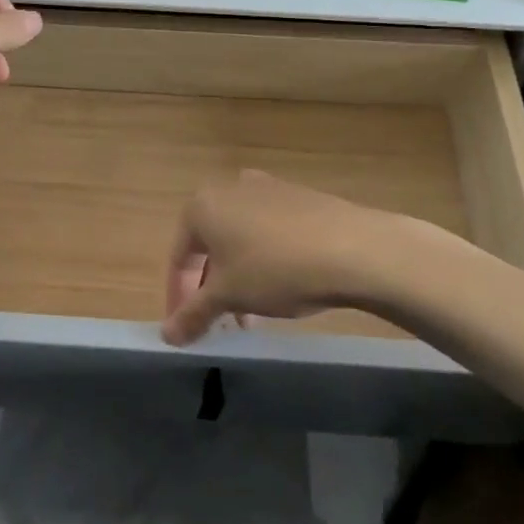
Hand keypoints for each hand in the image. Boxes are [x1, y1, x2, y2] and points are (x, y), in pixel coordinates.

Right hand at [161, 171, 422, 345]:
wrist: (355, 248)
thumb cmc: (275, 269)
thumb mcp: (229, 296)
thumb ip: (193, 314)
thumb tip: (168, 335)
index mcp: (202, 205)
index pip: (179, 258)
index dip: (178, 297)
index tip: (185, 329)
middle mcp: (230, 189)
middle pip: (210, 247)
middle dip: (212, 289)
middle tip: (222, 323)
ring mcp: (268, 189)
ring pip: (241, 241)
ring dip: (239, 278)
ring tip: (254, 314)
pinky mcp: (300, 198)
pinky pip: (269, 233)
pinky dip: (266, 260)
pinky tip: (284, 287)